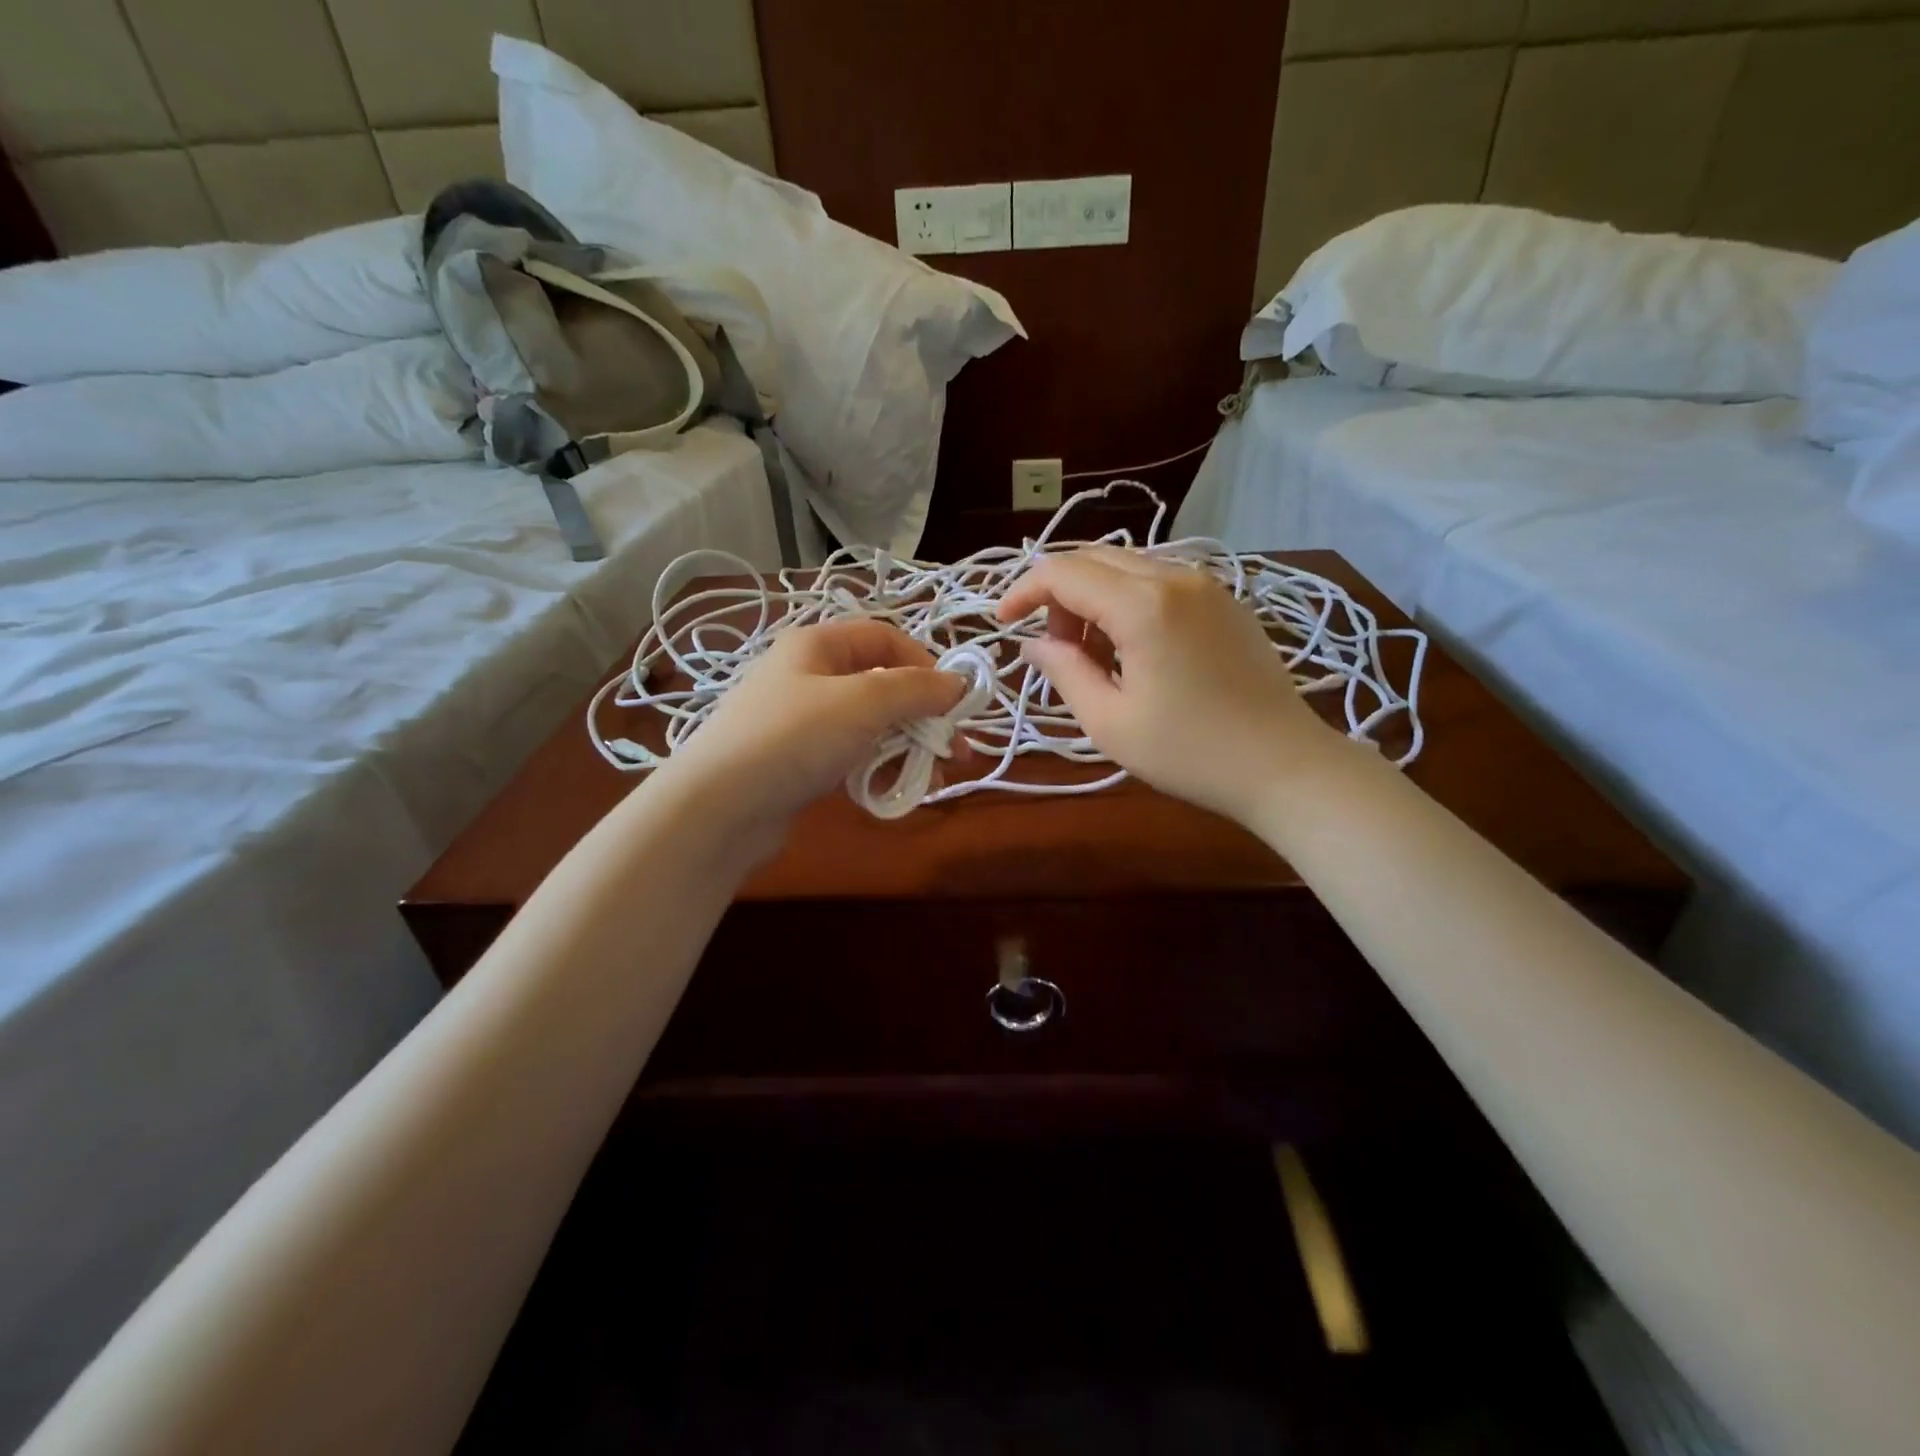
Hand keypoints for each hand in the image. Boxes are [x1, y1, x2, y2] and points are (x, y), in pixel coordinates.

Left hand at [660, 618, 966, 830]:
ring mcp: (801, 721)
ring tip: (929, 778)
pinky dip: (877, 767)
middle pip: (881, 684)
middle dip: (922, 715)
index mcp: (817, 645)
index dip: (925, 663)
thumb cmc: (793, 738)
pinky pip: (850, 754)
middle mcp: (808, 675)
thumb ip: (916, 690)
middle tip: (954, 749)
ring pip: (870, 724)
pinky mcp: (798, 761)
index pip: (885, 638)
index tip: (953, 701)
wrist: (717, 807)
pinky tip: (894, 790)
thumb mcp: (863, 702)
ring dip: (906, 746)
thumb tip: (958, 684)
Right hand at [997, 546, 1339, 822]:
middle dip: (1058, 594)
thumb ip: (1063, 671)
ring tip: (1091, 653)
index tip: (1002, 622)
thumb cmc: (1190, 753)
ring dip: (1093, 597)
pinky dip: (1127, 601)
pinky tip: (1131, 647)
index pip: (1064, 573)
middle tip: (1052, 647)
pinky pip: (1159, 580)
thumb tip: (1033, 643)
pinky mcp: (1224, 601)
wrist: (1284, 765)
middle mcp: (1175, 577)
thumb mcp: (1110, 722)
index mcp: (1143, 605)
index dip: (1024, 591)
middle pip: (1094, 559)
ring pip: (1127, 566)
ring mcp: (1206, 584)